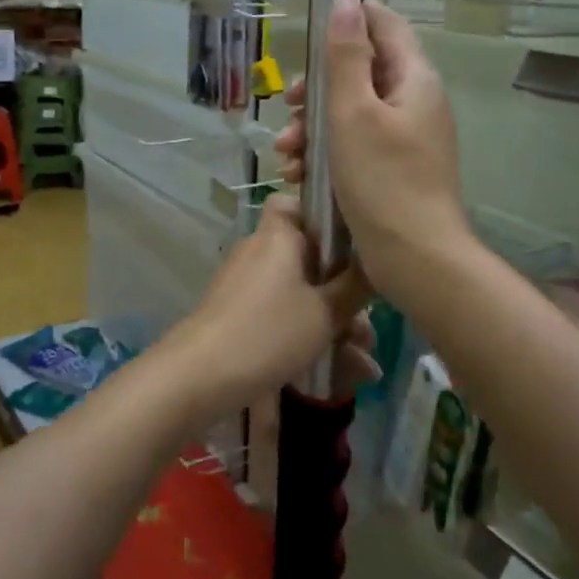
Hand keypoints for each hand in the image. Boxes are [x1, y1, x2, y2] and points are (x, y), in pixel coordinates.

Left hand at [162, 196, 377, 426]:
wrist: (201, 375)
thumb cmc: (269, 331)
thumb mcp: (325, 312)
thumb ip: (356, 285)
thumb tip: (376, 260)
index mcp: (280, 236)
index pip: (297, 203)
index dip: (326, 217)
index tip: (357, 244)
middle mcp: (262, 253)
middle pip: (312, 259)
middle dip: (346, 294)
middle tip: (370, 330)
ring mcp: (250, 285)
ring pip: (303, 294)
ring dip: (336, 325)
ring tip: (365, 366)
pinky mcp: (243, 315)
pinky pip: (286, 316)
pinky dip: (311, 337)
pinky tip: (345, 375)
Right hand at [275, 0, 471, 303]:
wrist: (417, 259)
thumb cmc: (383, 181)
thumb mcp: (353, 113)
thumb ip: (346, 56)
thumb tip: (345, 1)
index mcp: (414, 79)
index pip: (385, 24)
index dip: (349, 18)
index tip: (309, 33)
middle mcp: (414, 102)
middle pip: (360, 73)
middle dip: (317, 89)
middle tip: (288, 106)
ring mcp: (406, 138)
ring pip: (351, 114)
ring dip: (312, 128)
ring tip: (286, 155)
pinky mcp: (394, 170)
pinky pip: (355, 147)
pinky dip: (326, 155)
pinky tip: (299, 178)